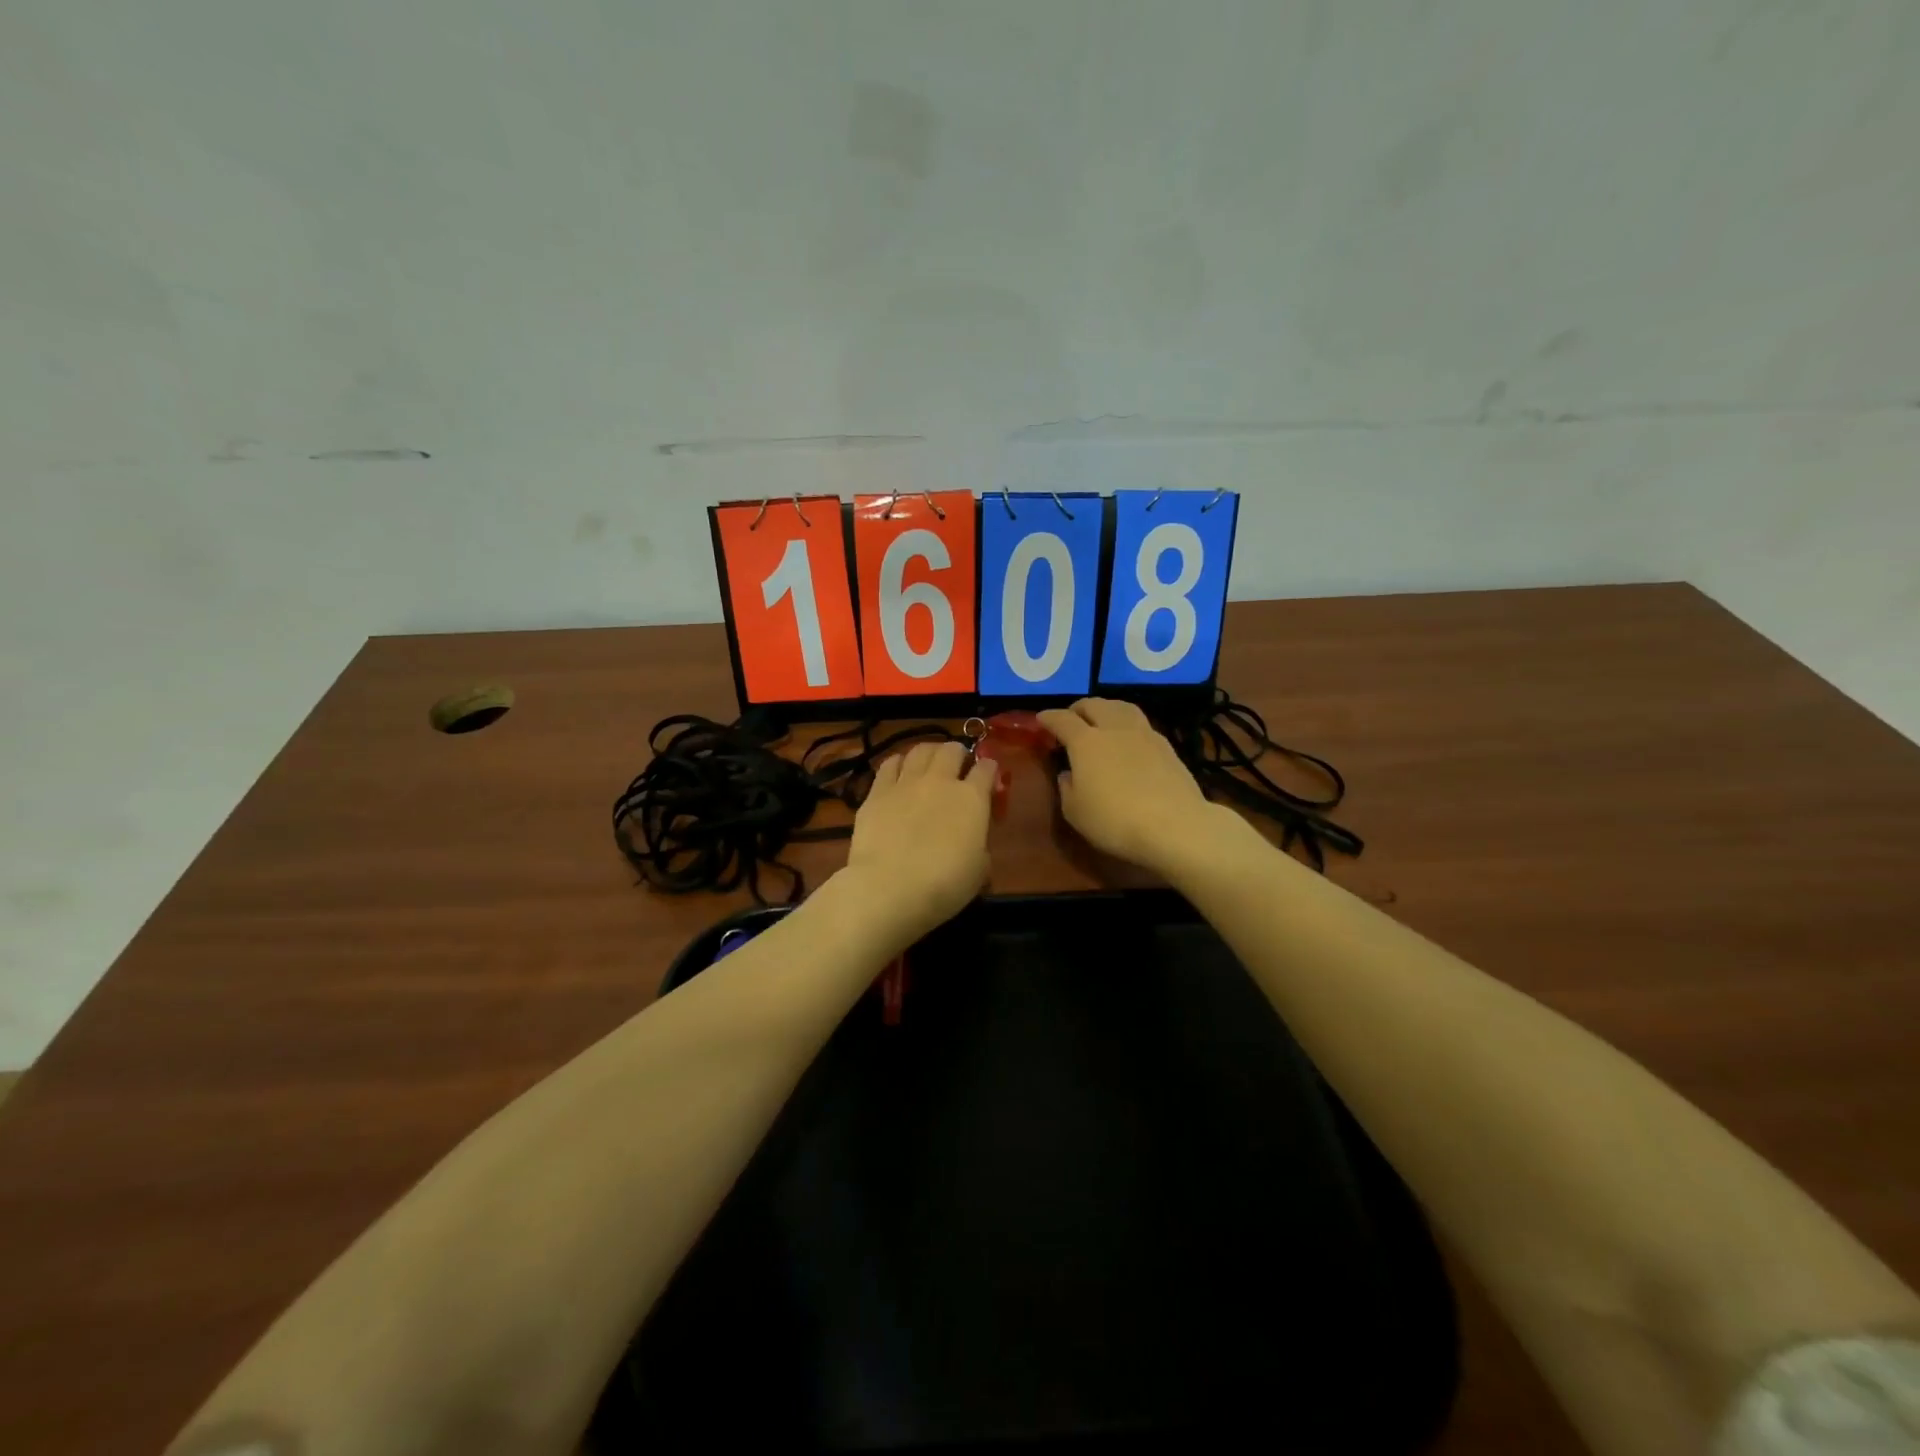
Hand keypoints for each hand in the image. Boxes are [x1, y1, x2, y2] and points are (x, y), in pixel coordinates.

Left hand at [840, 740, 993, 945]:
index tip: (989, 779)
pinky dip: (898, 763)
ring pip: (921, 749)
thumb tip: (972, 839)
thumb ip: (979, 844)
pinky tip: (899, 771)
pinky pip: (889, 764)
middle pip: (952, 749)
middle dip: (958, 754)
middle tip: (958, 768)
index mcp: (972, 798)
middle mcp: (940, 781)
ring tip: (929, 764)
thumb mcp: (979, 869)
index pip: (987, 769)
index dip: (990, 770)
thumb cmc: (944, 885)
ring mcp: (906, 783)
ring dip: (929, 753)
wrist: (890, 887)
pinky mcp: (876, 792)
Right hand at [1038, 699, 1243, 878]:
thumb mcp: (1075, 812)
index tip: (1041, 719)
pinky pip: (1141, 724)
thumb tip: (1069, 773)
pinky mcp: (1167, 746)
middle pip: (1094, 704)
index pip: (1062, 720)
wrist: (1174, 826)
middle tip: (1071, 718)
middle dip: (1078, 708)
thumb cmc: (1115, 821)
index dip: (1049, 717)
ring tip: (1101, 719)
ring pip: (1121, 707)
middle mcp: (1114, 729)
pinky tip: (1129, 739)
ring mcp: (1144, 734)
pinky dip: (1128, 724)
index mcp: (1086, 742)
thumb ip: (1067, 788)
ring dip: (1106, 708)